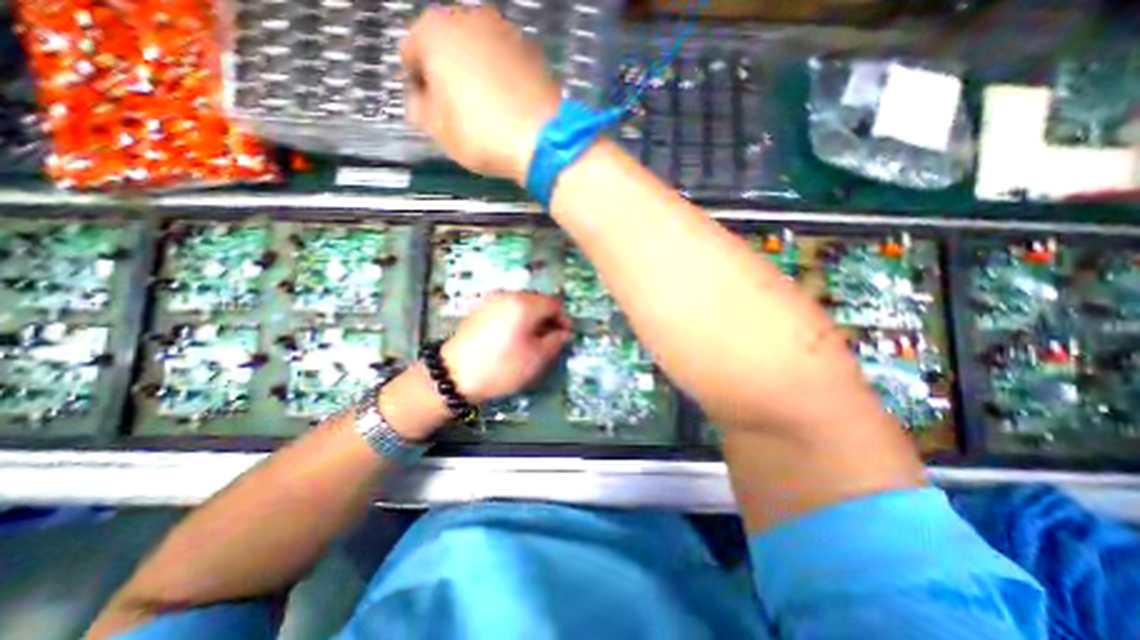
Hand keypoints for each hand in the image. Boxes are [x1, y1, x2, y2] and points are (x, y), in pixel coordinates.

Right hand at [401, 5, 559, 180]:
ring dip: (477, 75)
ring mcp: (507, 32)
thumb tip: (421, 101)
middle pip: (448, 47)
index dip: (417, 85)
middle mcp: (471, 17)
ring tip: (487, 111)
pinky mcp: (535, 52)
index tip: (428, 110)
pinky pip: (508, 64)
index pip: (411, 53)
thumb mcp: (439, 130)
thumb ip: (421, 109)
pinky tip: (509, 106)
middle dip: (447, 75)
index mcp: (436, 31)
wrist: (543, 140)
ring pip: (480, 53)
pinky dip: (504, 79)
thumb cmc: (482, 134)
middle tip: (457, 111)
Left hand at [444, 293, 574, 401]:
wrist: (453, 375)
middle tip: (549, 339)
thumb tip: (564, 332)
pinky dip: (515, 319)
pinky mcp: (479, 309)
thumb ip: (555, 341)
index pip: (554, 303)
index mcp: (525, 304)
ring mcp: (491, 300)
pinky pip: (506, 308)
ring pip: (521, 304)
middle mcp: (508, 295)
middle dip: (547, 318)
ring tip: (530, 340)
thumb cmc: (501, 367)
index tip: (564, 336)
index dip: (563, 319)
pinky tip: (511, 337)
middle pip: (537, 300)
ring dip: (532, 318)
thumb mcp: (536, 358)